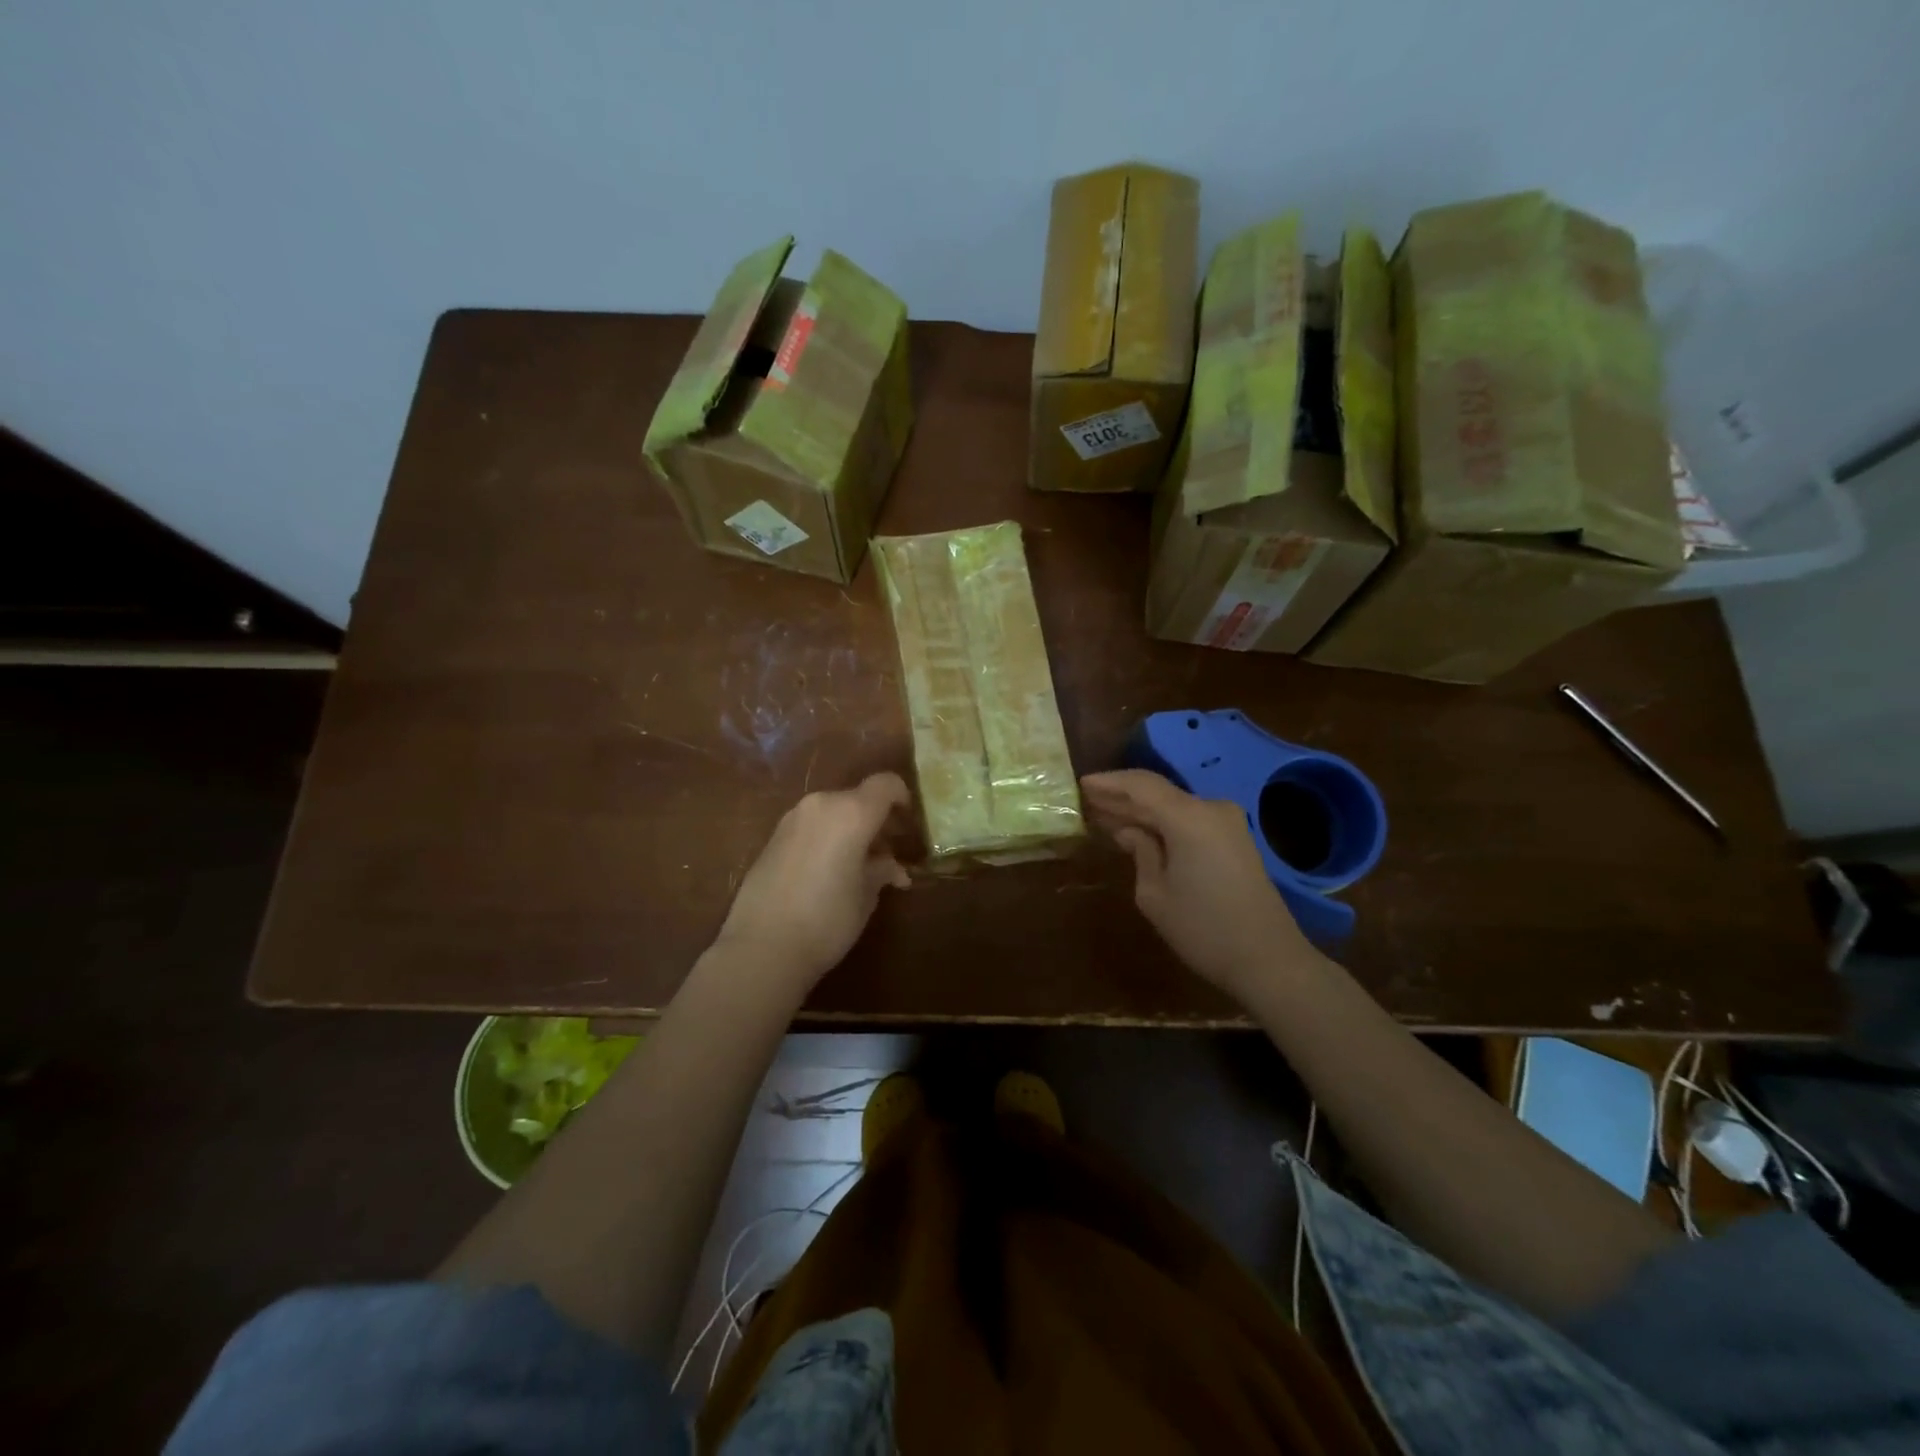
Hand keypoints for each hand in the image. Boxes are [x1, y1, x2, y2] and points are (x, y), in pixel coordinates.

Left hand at [714, 772, 911, 990]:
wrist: (761, 947)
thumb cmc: (827, 919)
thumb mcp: (867, 896)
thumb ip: (882, 870)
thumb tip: (892, 867)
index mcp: (851, 812)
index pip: (886, 784)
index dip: (903, 799)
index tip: (910, 826)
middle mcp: (821, 805)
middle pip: (858, 798)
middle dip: (877, 821)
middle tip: (889, 855)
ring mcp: (793, 819)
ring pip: (833, 812)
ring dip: (851, 831)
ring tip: (860, 868)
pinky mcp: (773, 837)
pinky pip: (812, 827)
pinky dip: (828, 839)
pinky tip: (830, 873)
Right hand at [1080, 770, 1317, 998]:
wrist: (1269, 960)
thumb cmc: (1203, 930)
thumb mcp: (1155, 894)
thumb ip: (1140, 852)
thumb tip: (1130, 831)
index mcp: (1189, 818)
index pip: (1141, 785)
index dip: (1109, 783)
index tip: (1081, 784)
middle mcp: (1211, 809)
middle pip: (1158, 793)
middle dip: (1122, 797)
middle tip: (1087, 802)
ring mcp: (1227, 823)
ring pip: (1173, 806)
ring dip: (1141, 811)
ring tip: (1105, 815)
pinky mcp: (1235, 839)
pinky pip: (1189, 820)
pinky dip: (1162, 823)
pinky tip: (1139, 831)